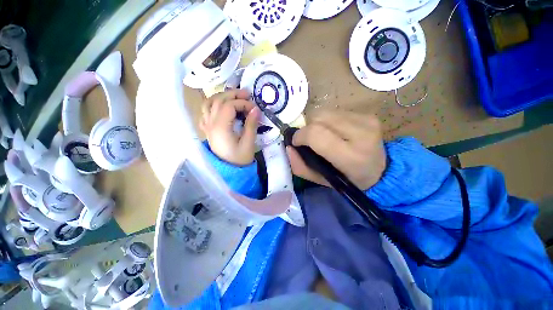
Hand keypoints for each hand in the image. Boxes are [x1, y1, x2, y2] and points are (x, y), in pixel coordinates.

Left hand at [199, 90, 259, 165]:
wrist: (229, 171)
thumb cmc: (240, 159)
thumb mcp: (249, 143)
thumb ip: (251, 124)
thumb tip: (256, 109)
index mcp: (221, 127)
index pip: (229, 106)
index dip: (243, 103)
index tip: (254, 108)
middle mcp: (211, 123)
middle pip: (218, 100)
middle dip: (233, 94)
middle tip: (247, 94)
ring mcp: (207, 126)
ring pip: (209, 103)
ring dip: (221, 97)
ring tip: (234, 97)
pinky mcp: (208, 129)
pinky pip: (205, 112)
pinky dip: (213, 105)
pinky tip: (222, 107)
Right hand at [287, 111, 386, 189]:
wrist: (381, 171)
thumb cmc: (348, 179)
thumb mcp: (321, 180)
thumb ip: (301, 166)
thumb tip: (289, 147)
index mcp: (350, 156)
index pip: (316, 134)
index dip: (301, 135)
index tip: (296, 142)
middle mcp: (361, 134)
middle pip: (319, 118)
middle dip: (307, 127)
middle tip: (310, 140)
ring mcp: (366, 121)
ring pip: (325, 112)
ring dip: (317, 123)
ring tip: (322, 135)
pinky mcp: (368, 115)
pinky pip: (336, 111)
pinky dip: (328, 120)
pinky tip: (334, 131)